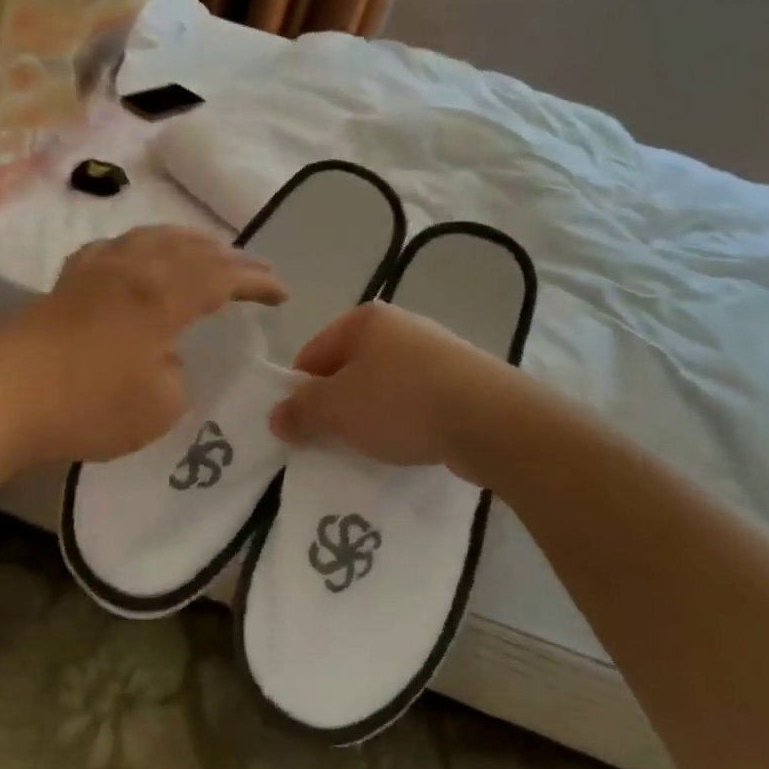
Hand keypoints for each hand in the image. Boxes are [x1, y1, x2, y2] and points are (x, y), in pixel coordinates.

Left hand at [0, 227, 286, 464]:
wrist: (2, 398)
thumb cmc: (87, 406)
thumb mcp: (159, 407)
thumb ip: (179, 375)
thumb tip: (169, 357)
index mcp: (162, 296)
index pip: (223, 276)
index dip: (258, 281)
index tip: (282, 293)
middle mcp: (134, 268)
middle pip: (192, 248)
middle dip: (230, 258)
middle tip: (254, 272)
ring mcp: (97, 268)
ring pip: (153, 237)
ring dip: (188, 243)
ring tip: (206, 252)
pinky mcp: (68, 278)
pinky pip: (116, 247)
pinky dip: (141, 247)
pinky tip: (138, 257)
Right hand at [269, 303, 505, 468]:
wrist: (492, 420)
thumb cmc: (402, 403)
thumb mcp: (337, 409)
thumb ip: (301, 411)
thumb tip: (276, 416)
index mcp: (364, 320)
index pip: (313, 354)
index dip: (300, 392)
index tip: (300, 428)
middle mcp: (399, 326)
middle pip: (349, 369)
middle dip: (337, 405)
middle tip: (332, 441)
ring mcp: (435, 350)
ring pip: (383, 386)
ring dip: (371, 416)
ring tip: (371, 448)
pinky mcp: (462, 379)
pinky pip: (416, 400)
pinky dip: (405, 421)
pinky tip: (409, 445)